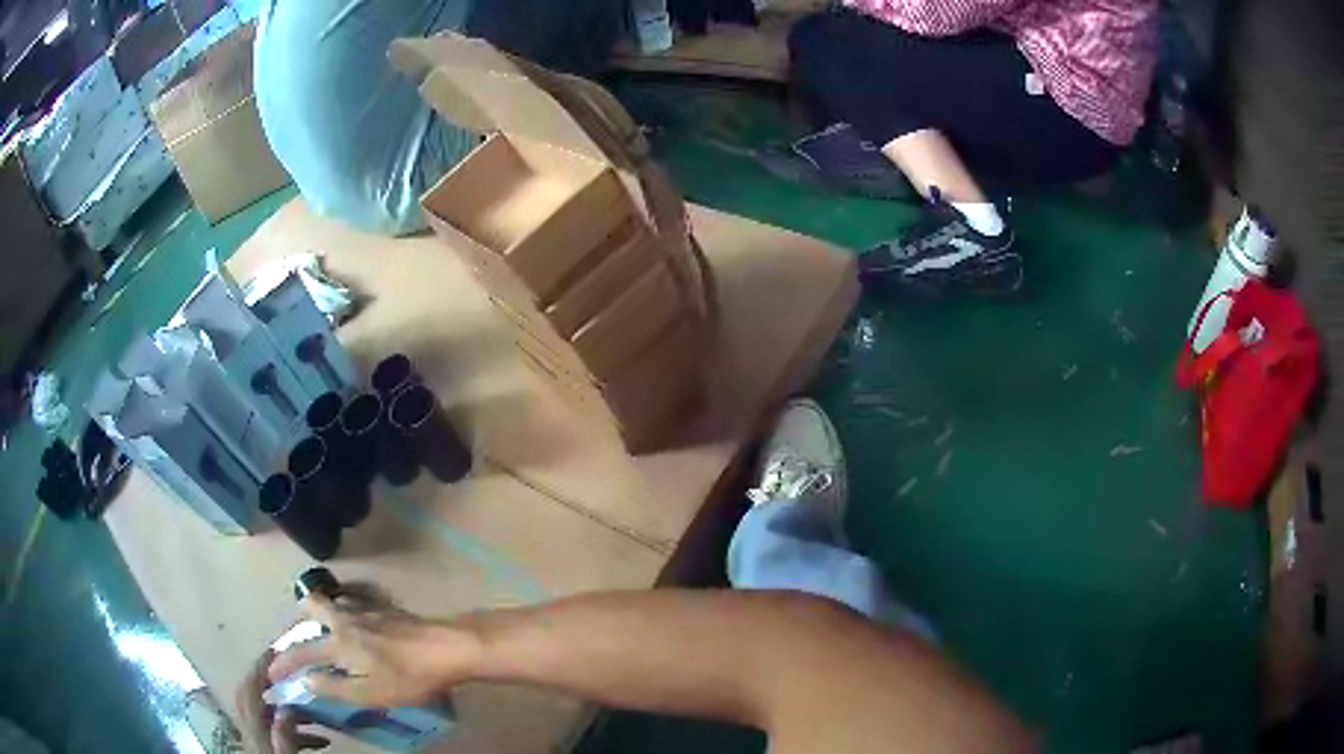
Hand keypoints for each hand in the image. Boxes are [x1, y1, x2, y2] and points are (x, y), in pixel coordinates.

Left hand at [237, 650, 329, 752]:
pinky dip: (292, 729)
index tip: (275, 649)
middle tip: (288, 672)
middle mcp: (249, 727)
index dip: (260, 667)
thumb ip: (285, 734)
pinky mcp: (263, 747)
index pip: (252, 689)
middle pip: (251, 695)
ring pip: (264, 713)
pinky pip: (273, 730)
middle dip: (267, 681)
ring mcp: (254, 737)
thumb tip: (286, 707)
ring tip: (316, 716)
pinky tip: (319, 740)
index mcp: (254, 726)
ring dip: (287, 710)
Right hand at [268, 593, 479, 708]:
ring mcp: (364, 608)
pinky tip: (349, 621)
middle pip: (309, 606)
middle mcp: (344, 619)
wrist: (448, 646)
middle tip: (291, 637)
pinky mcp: (383, 606)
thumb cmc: (409, 677)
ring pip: (330, 600)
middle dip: (294, 620)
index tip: (271, 673)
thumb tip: (305, 680)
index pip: (301, 653)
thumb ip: (334, 687)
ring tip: (316, 628)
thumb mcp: (371, 692)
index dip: (283, 663)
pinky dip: (339, 609)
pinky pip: (350, 600)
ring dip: (316, 611)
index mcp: (338, 643)